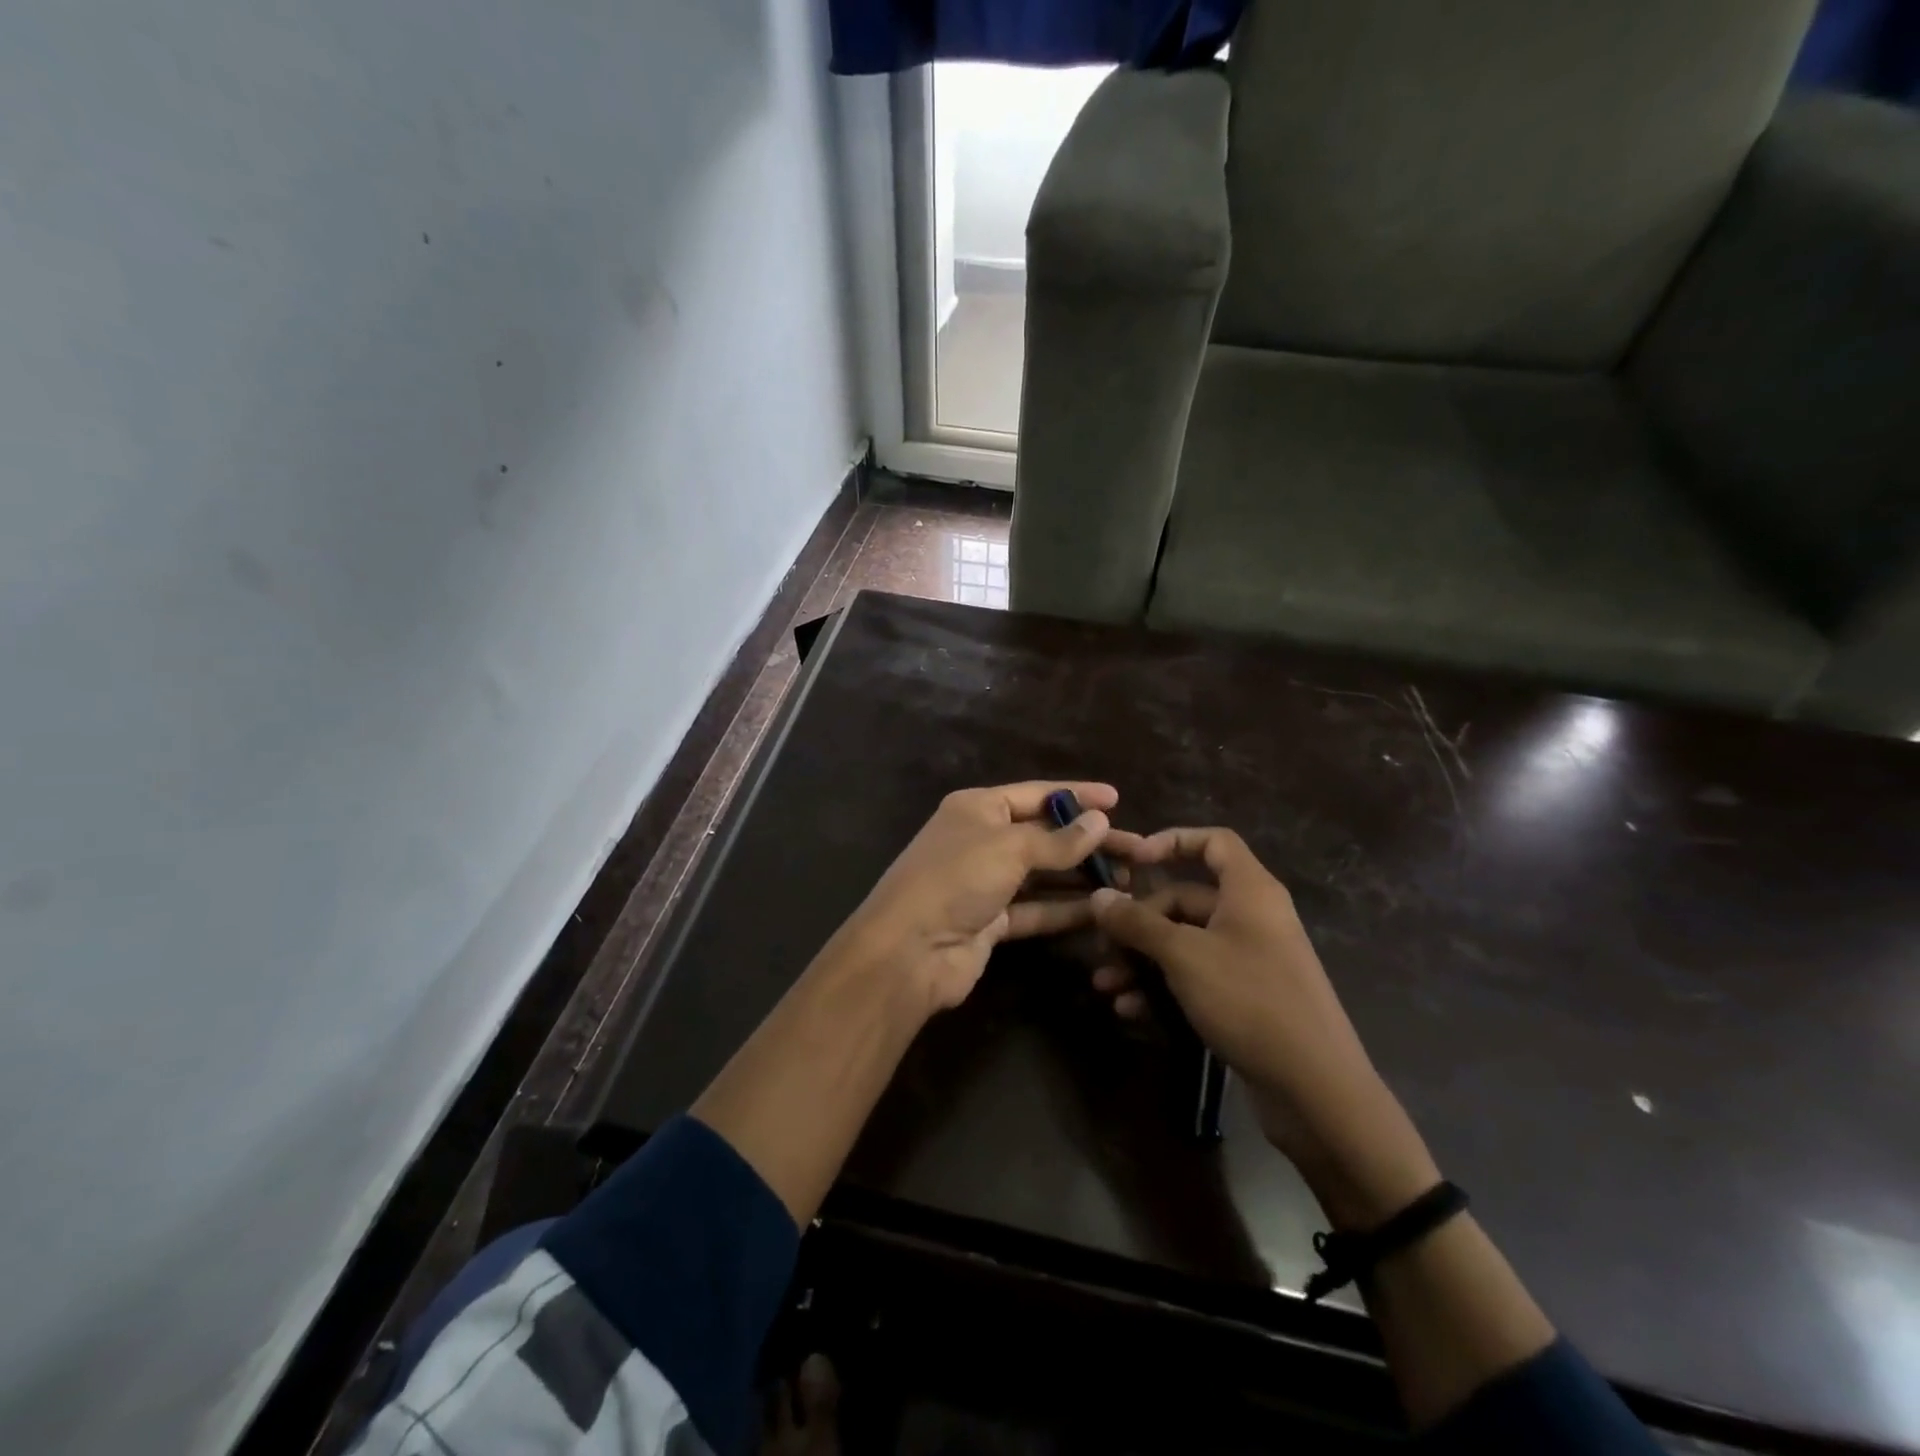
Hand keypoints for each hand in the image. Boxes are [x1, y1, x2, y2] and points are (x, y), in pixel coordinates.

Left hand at [832, 781, 1116, 1013]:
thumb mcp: (1009, 849)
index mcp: (977, 808)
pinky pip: (1036, 909)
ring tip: (1128, 880)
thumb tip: (1100, 821)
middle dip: (1088, 842)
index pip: (1036, 794)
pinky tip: (1102, 910)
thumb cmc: (956, 880)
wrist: (908, 952)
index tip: (1118, 799)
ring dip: (1082, 877)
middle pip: (1045, 835)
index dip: (1077, 795)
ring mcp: (986, 883)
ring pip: (1044, 874)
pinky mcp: (992, 921)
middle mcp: (981, 840)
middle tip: (1138, 850)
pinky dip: (1066, 909)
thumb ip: (1058, 840)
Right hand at [1090, 827, 1439, 1229]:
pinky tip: (1131, 1010)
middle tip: (1102, 945)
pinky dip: (1162, 988)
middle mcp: (1251, 918)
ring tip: (1106, 985)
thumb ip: (1138, 923)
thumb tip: (1099, 897)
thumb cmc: (1250, 1000)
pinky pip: (1195, 978)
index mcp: (1250, 891)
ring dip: (1142, 961)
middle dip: (1139, 922)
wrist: (1316, 1090)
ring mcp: (1249, 960)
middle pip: (1185, 899)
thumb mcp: (1184, 956)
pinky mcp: (1244, 998)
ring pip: (1184, 944)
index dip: (1172, 841)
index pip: (1213, 842)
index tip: (1132, 860)